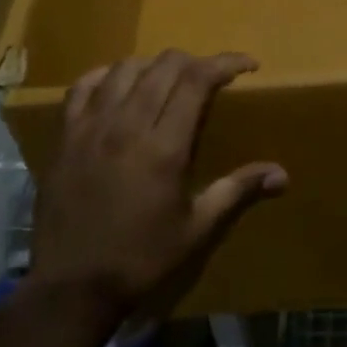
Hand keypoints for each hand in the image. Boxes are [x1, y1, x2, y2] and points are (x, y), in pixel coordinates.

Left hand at [30, 50, 287, 315]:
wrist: (71, 285)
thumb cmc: (141, 258)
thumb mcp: (196, 229)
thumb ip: (237, 191)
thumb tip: (282, 174)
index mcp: (164, 147)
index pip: (197, 80)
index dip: (226, 63)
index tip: (248, 65)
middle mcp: (127, 125)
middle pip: (164, 66)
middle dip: (195, 61)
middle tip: (211, 78)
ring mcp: (90, 126)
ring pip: (125, 68)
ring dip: (154, 66)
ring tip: (168, 81)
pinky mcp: (64, 135)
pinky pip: (83, 86)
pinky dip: (107, 76)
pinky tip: (119, 86)